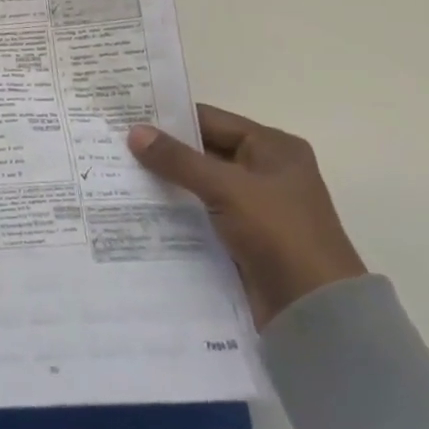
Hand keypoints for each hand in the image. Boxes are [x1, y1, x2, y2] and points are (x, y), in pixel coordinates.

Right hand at [128, 105, 365, 328]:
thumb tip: (134, 132)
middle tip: (113, 145)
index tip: (125, 116)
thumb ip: (178, 159)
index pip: (210, 120)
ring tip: (117, 176)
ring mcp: (254, 207)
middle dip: (162, 152)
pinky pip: (201, 215)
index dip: (169, 118)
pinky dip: (176, 213)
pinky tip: (139, 211)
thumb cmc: (279, 233)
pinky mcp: (243, 238)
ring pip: (199, 186)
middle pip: (203, 152)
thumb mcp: (226, 188)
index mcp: (273, 147)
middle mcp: (265, 171)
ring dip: (166, 184)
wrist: (315, 312)